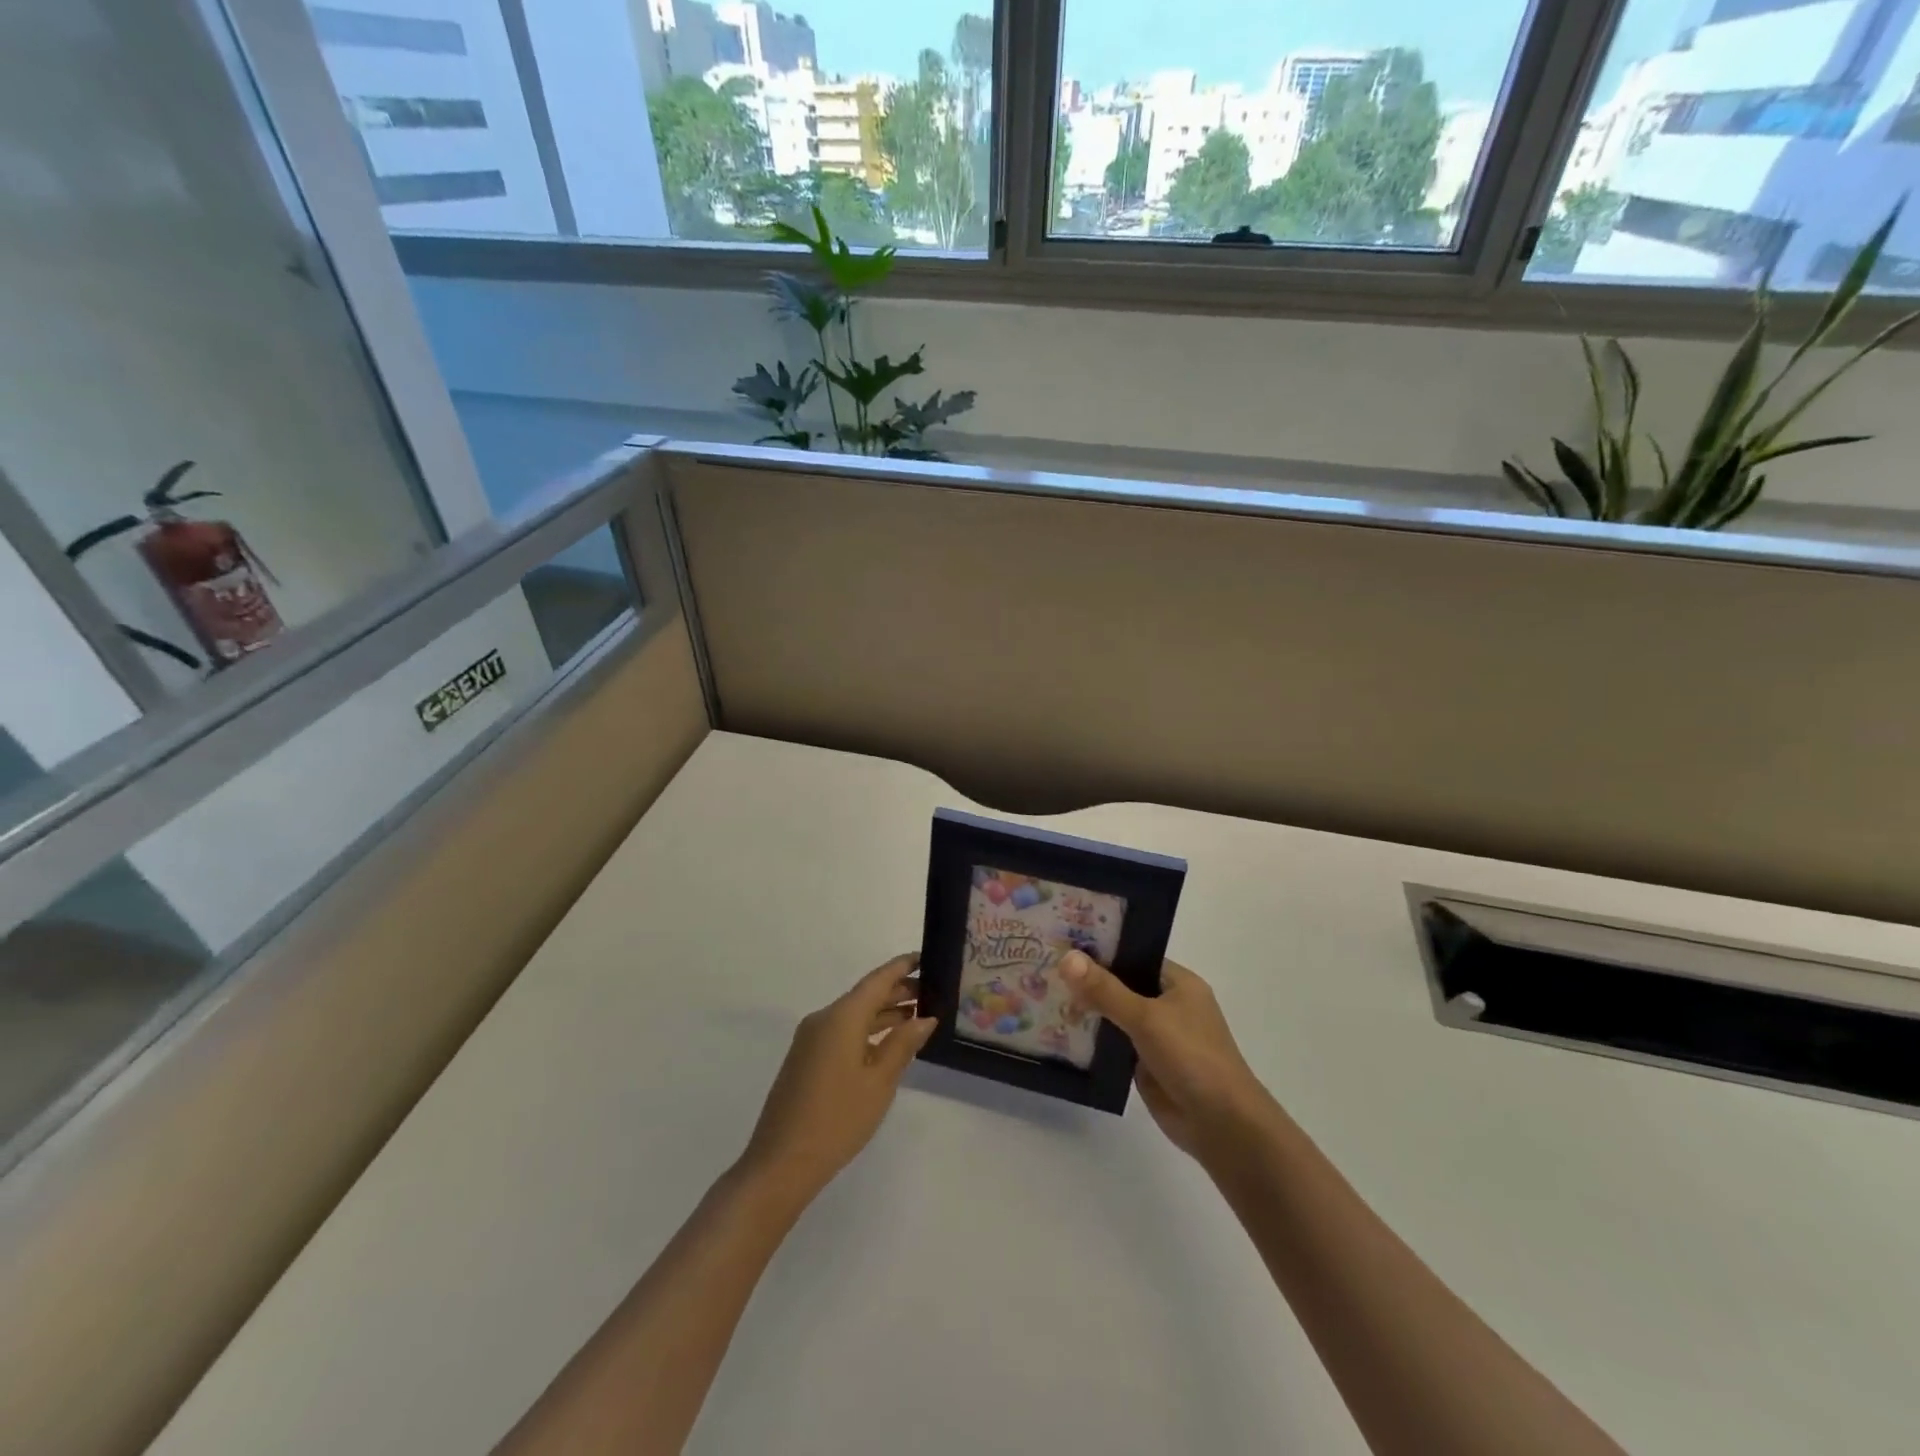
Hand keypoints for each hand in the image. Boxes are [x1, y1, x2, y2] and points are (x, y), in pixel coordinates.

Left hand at [739, 954, 935, 1204]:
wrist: (781, 1164)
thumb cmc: (838, 1119)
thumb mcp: (879, 1082)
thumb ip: (903, 1044)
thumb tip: (925, 1018)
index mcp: (841, 1017)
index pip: (877, 980)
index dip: (902, 967)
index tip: (926, 958)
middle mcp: (823, 1019)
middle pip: (865, 996)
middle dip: (897, 992)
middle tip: (932, 993)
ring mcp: (811, 1040)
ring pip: (854, 1016)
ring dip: (884, 1014)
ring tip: (917, 1017)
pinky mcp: (806, 1060)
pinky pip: (842, 1033)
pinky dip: (867, 1032)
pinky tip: (888, 1044)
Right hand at [1059, 953, 1275, 1161]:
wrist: (1221, 1124)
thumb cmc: (1191, 1057)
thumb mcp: (1146, 1017)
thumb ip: (1105, 990)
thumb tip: (1067, 958)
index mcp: (1178, 984)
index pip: (1134, 956)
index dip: (1101, 950)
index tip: (1063, 943)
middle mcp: (1168, 1005)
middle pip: (1122, 985)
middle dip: (1089, 981)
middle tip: (1044, 966)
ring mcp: (1157, 1036)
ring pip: (1115, 1016)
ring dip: (1087, 1010)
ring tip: (1043, 993)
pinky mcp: (1146, 1065)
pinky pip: (1113, 1044)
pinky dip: (1093, 1039)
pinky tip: (1059, 1031)